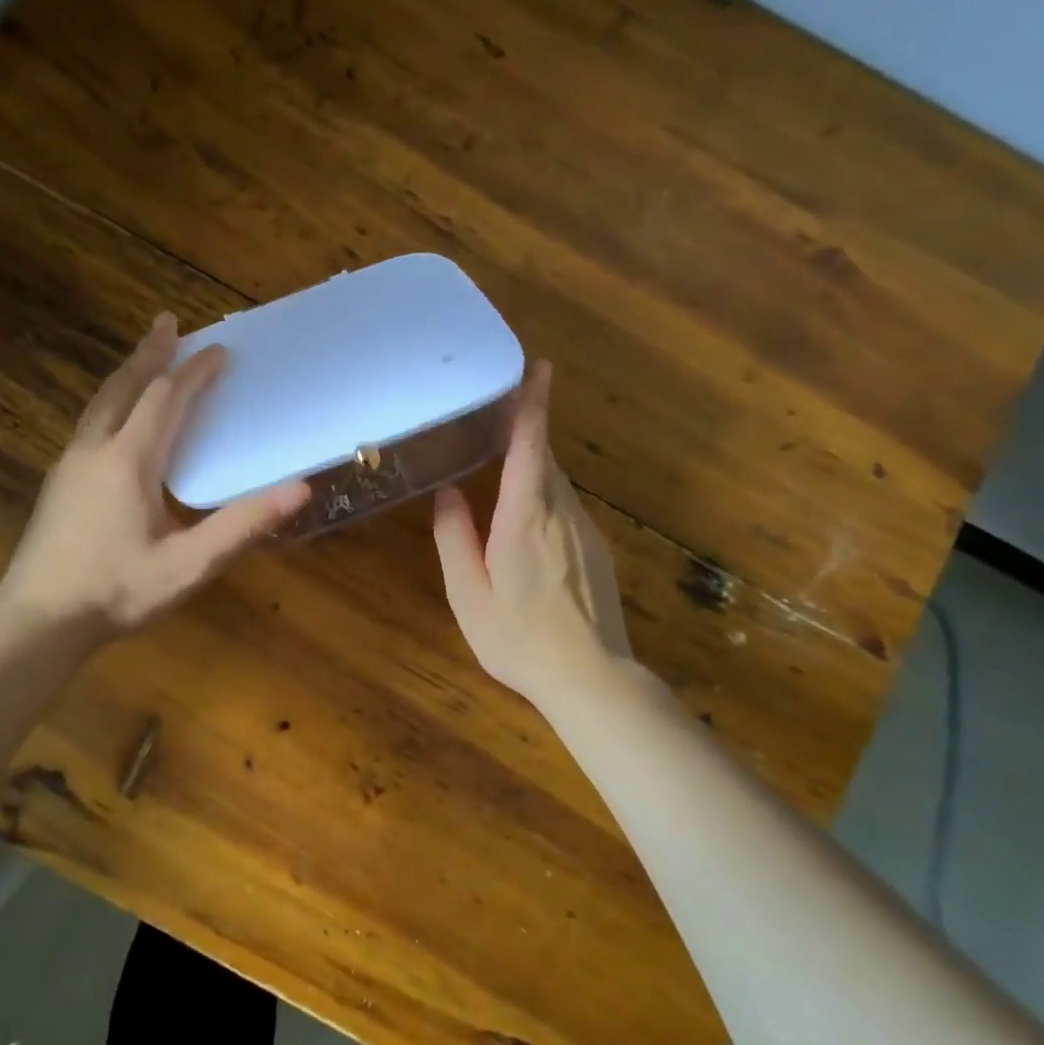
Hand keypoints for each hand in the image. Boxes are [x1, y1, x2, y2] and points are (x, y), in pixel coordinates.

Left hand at [0, 313, 309, 647]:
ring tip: (145, 357)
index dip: (194, 373)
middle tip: (168, 323)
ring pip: (101, 403)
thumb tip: (300, 489)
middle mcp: (95, 450)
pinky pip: (91, 423)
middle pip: (125, 387)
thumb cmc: (116, 592)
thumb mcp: (189, 565)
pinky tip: (117, 418)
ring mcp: (70, 465)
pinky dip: (113, 402)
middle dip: (150, 353)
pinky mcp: (58, 483)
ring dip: (128, 374)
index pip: (166, 400)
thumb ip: (243, 526)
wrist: (36, 622)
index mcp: (129, 461)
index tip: (220, 351)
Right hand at [433, 361, 632, 703]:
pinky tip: (524, 519)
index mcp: (525, 516)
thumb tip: (447, 493)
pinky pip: (565, 505)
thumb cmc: (519, 638)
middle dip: (526, 431)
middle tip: (496, 413)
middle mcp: (560, 512)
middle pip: (545, 457)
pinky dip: (544, 493)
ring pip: (556, 482)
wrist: (591, 677)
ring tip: (501, 463)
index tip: (540, 366)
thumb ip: (454, 537)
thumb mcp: (468, 593)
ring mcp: (584, 530)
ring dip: (533, 464)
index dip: (534, 403)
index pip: (532, 445)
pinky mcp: (596, 548)